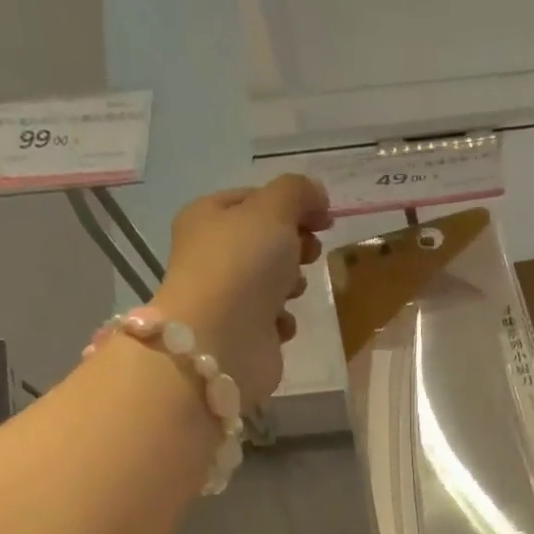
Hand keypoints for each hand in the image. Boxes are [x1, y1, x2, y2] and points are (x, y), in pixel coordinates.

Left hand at [152, 175, 331, 407]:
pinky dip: (282, 320)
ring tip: (294, 290)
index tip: (326, 218)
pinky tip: (281, 323)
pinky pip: (271, 319)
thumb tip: (317, 194)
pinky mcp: (241, 333)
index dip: (293, 203)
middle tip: (311, 253)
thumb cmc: (242, 265)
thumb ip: (298, 192)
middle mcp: (211, 255)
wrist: (223, 341)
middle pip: (264, 241)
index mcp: (208, 216)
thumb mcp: (273, 210)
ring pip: (269, 281)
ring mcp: (226, 296)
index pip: (255, 199)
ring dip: (290, 283)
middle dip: (294, 245)